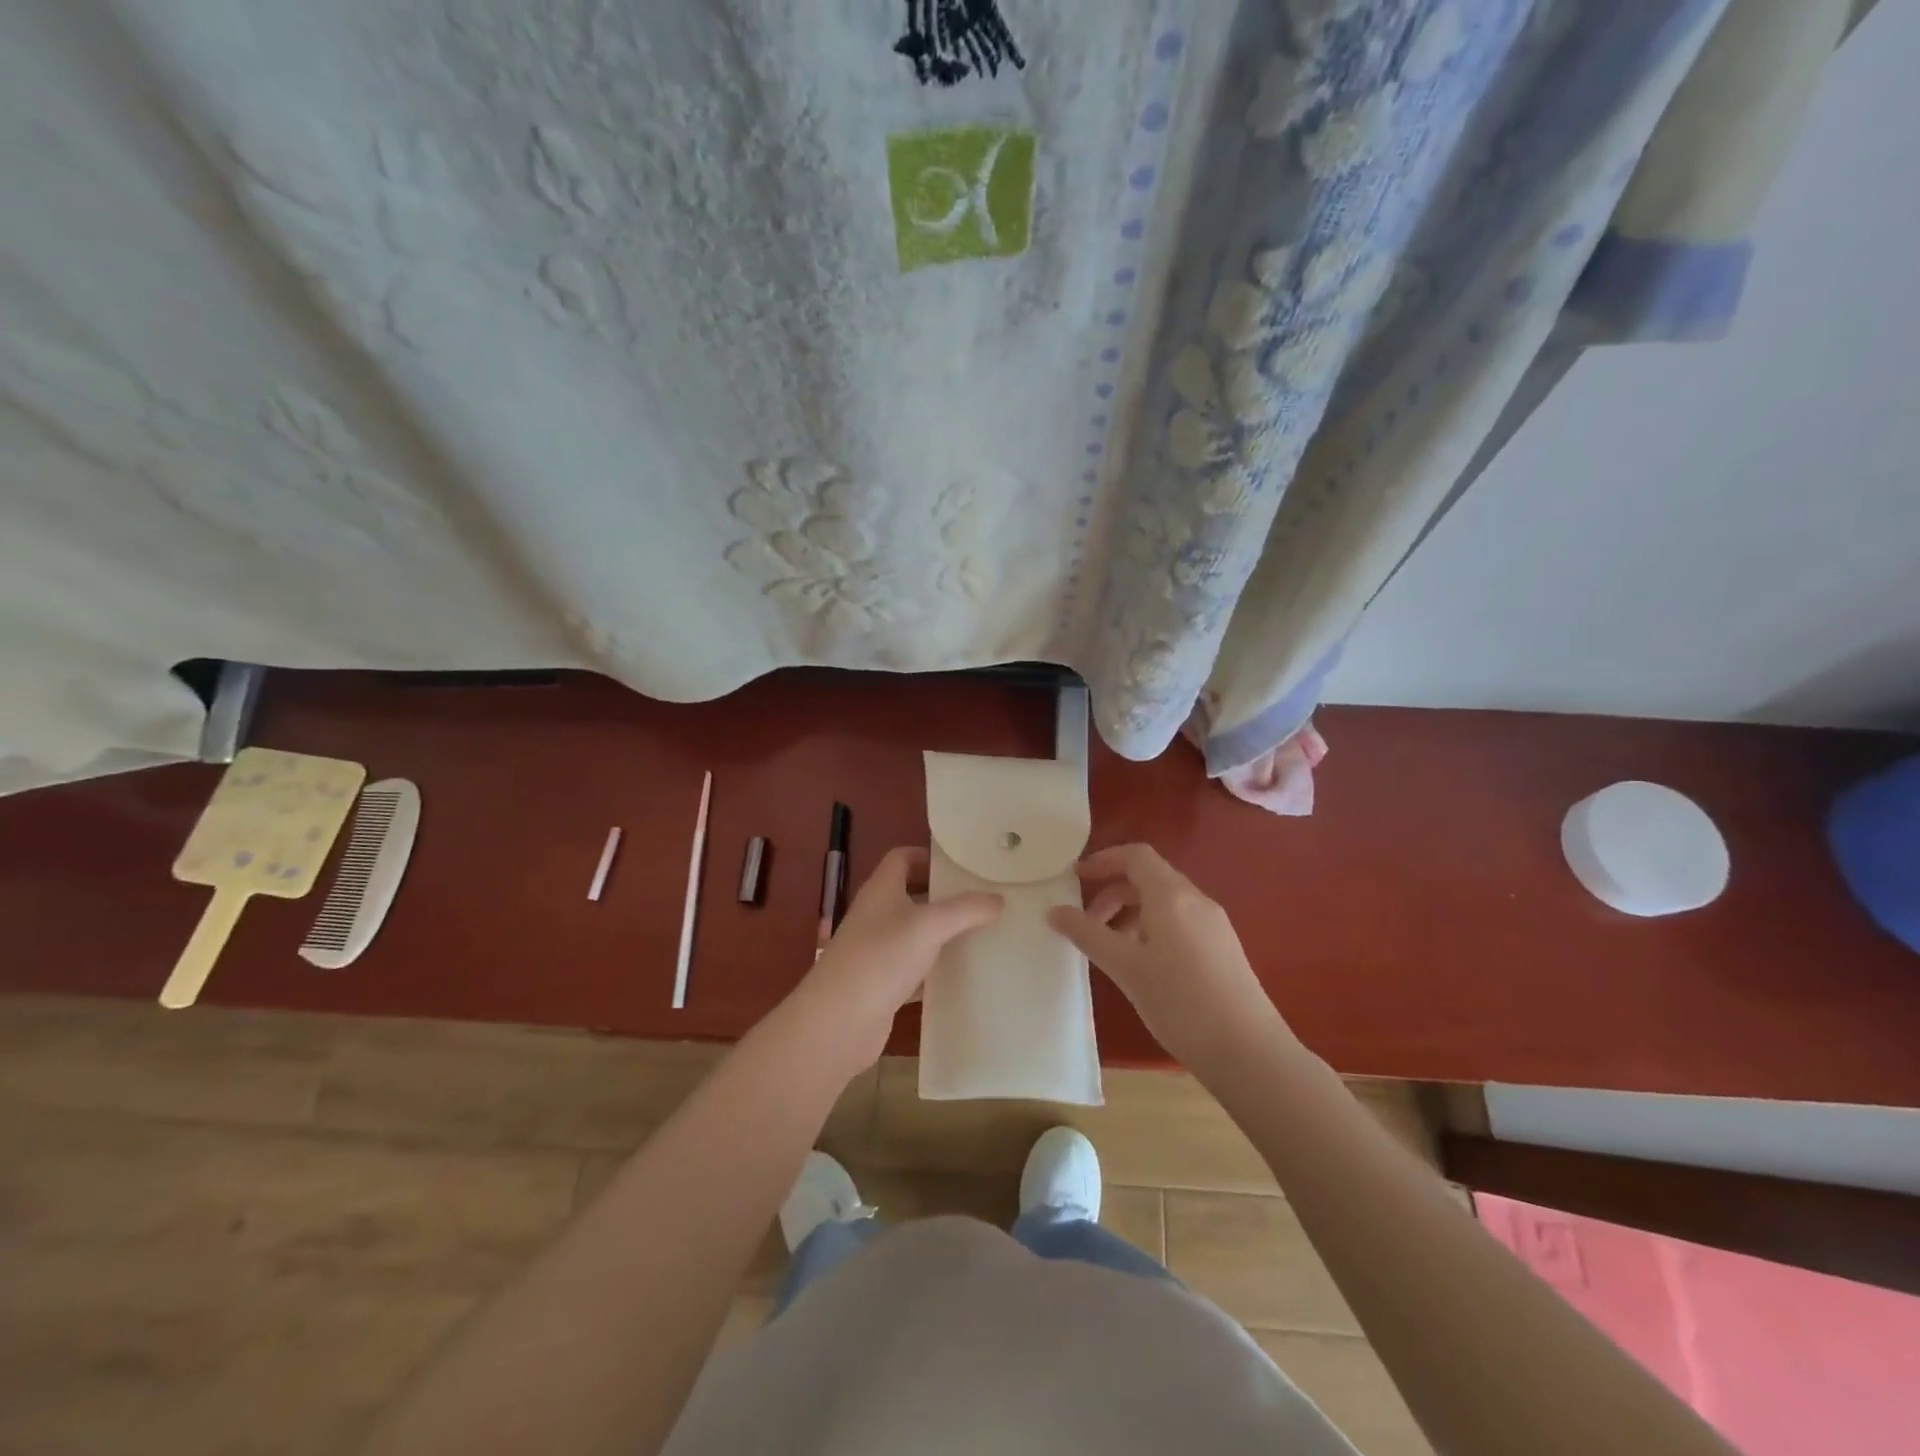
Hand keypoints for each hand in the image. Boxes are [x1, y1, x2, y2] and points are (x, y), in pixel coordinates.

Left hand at [783, 846, 1001, 1075]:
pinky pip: (914, 967)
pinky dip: (935, 968)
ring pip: (914, 932)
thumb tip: (998, 898)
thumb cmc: (881, 958)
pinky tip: (962, 974)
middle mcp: (876, 914)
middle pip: (911, 894)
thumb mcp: (929, 926)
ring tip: (981, 933)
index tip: (963, 865)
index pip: (903, 857)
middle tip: (981, 899)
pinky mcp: (882, 983)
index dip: (929, 856)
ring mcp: (876, 950)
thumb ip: (966, 910)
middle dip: (943, 895)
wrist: (839, 1021)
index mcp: (881, 889)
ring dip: (942, 932)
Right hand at [1048, 843, 1291, 1069]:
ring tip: (1110, 948)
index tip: (1075, 877)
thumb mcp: (1125, 967)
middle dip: (1112, 892)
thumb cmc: (1180, 1002)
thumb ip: (1087, 934)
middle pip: (1149, 877)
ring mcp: (1214, 924)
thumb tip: (1054, 910)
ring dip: (1131, 913)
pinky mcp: (1222, 948)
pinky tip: (1143, 965)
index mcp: (1172, 896)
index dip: (1103, 860)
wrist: (1248, 1052)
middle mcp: (1196, 900)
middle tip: (1086, 922)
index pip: (1136, 855)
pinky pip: (1180, 922)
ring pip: (1164, 902)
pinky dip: (1152, 928)